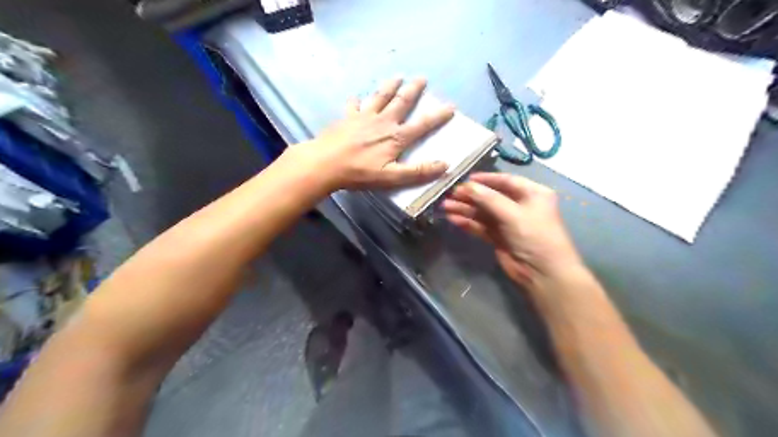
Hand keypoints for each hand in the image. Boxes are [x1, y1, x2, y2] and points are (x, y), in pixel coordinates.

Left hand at [285, 77, 456, 189]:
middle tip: (422, 78)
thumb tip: (444, 165)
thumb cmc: (359, 173)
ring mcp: (363, 117)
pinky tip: (356, 98)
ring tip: (397, 77)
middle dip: (413, 90)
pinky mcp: (347, 118)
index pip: (422, 125)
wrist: (325, 163)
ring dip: (390, 86)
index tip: (450, 106)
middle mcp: (382, 122)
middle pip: (401, 102)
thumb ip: (417, 172)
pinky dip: (356, 102)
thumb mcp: (392, 177)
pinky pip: (353, 106)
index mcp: (395, 137)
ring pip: (380, 97)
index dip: (438, 116)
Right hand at [443, 171, 583, 290]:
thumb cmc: (534, 236)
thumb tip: (466, 186)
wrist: (542, 274)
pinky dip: (468, 223)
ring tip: (445, 207)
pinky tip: (453, 219)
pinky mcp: (499, 237)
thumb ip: (488, 199)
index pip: (505, 181)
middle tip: (450, 195)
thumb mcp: (513, 214)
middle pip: (491, 197)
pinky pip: (481, 226)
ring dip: (465, 209)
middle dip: (470, 196)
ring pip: (483, 212)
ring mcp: (509, 223)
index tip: (465, 179)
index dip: (485, 179)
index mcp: (532, 194)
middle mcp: (520, 206)